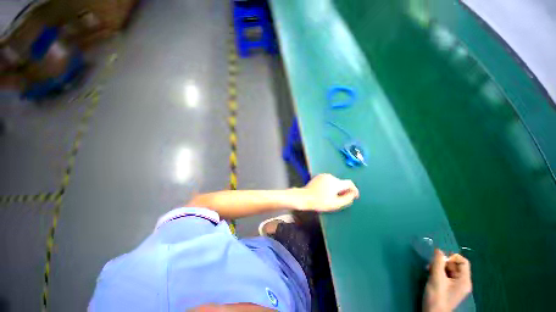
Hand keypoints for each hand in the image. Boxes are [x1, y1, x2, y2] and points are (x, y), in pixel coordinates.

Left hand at [299, 173, 358, 211]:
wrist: (304, 197)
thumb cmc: (320, 202)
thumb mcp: (336, 204)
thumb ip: (347, 199)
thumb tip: (353, 194)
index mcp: (336, 182)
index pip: (349, 183)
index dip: (354, 189)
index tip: (354, 196)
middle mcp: (331, 176)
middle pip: (341, 183)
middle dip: (344, 190)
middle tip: (342, 199)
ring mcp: (324, 175)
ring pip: (335, 182)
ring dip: (336, 188)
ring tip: (332, 196)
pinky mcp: (318, 176)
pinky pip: (328, 180)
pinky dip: (330, 185)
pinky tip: (325, 192)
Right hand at [424, 249, 471, 311]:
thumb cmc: (437, 296)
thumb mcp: (437, 278)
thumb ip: (438, 263)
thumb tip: (439, 250)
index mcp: (464, 280)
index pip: (463, 262)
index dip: (452, 257)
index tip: (439, 257)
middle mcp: (462, 282)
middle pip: (455, 265)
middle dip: (442, 262)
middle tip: (430, 264)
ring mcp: (455, 286)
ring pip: (448, 270)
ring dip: (438, 267)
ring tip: (428, 269)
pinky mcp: (448, 288)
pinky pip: (445, 275)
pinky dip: (438, 272)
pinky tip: (430, 273)